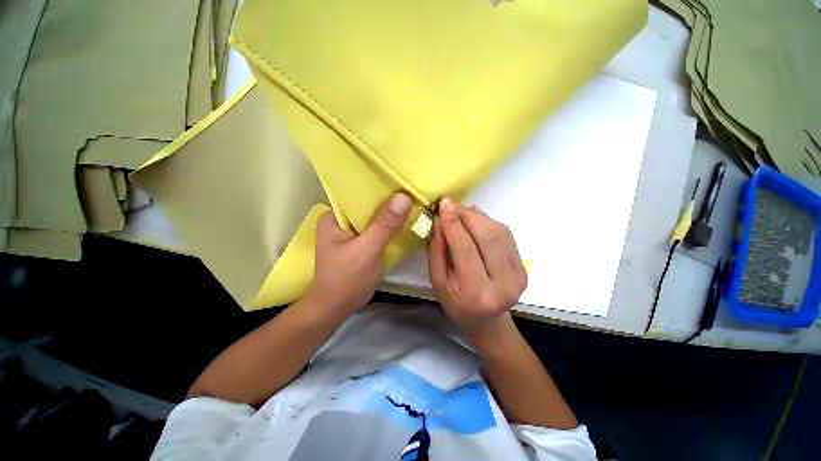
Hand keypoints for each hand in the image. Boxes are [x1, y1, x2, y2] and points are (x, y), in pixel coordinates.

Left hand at [307, 192, 411, 313]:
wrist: (337, 307)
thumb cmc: (346, 280)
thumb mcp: (366, 250)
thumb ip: (384, 225)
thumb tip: (403, 197)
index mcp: (334, 216)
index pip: (358, 193)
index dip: (380, 187)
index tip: (402, 180)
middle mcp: (342, 219)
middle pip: (368, 204)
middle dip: (389, 199)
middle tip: (413, 189)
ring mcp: (352, 231)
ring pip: (375, 216)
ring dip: (392, 212)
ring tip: (414, 200)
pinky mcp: (361, 241)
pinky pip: (378, 228)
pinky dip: (391, 225)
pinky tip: (406, 220)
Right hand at [428, 198, 526, 335]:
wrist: (486, 320)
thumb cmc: (456, 303)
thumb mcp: (437, 280)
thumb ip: (437, 250)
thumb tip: (440, 220)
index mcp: (476, 292)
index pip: (465, 248)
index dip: (454, 223)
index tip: (444, 204)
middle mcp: (503, 283)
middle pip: (487, 236)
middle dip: (467, 215)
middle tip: (451, 206)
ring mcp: (518, 275)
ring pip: (499, 232)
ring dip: (478, 217)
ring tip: (462, 213)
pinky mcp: (524, 267)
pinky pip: (506, 235)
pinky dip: (489, 223)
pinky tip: (477, 221)